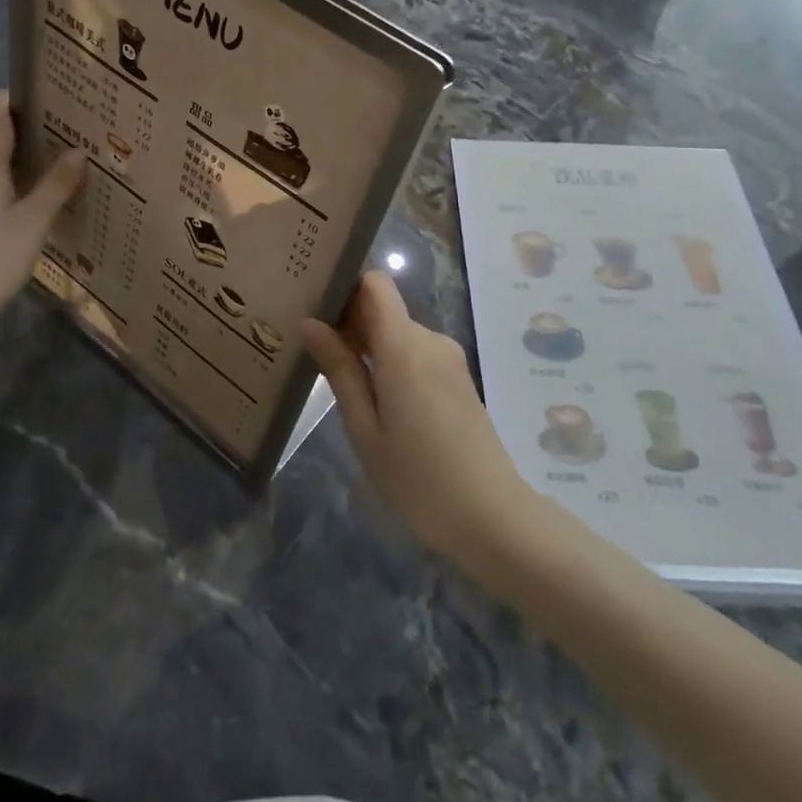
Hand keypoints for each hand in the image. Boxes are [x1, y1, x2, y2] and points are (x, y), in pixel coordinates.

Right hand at [300, 272, 537, 567]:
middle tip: (314, 356)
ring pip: (397, 332)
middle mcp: (430, 340)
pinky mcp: (457, 378)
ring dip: (369, 347)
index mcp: (404, 346)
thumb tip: (310, 322)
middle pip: (383, 308)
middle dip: (349, 323)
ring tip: (340, 384)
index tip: (316, 312)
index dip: (345, 288)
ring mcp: (448, 358)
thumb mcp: (365, 428)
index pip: (375, 283)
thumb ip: (339, 369)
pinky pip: (415, 353)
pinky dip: (390, 363)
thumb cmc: (417, 479)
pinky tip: (377, 401)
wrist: (492, 517)